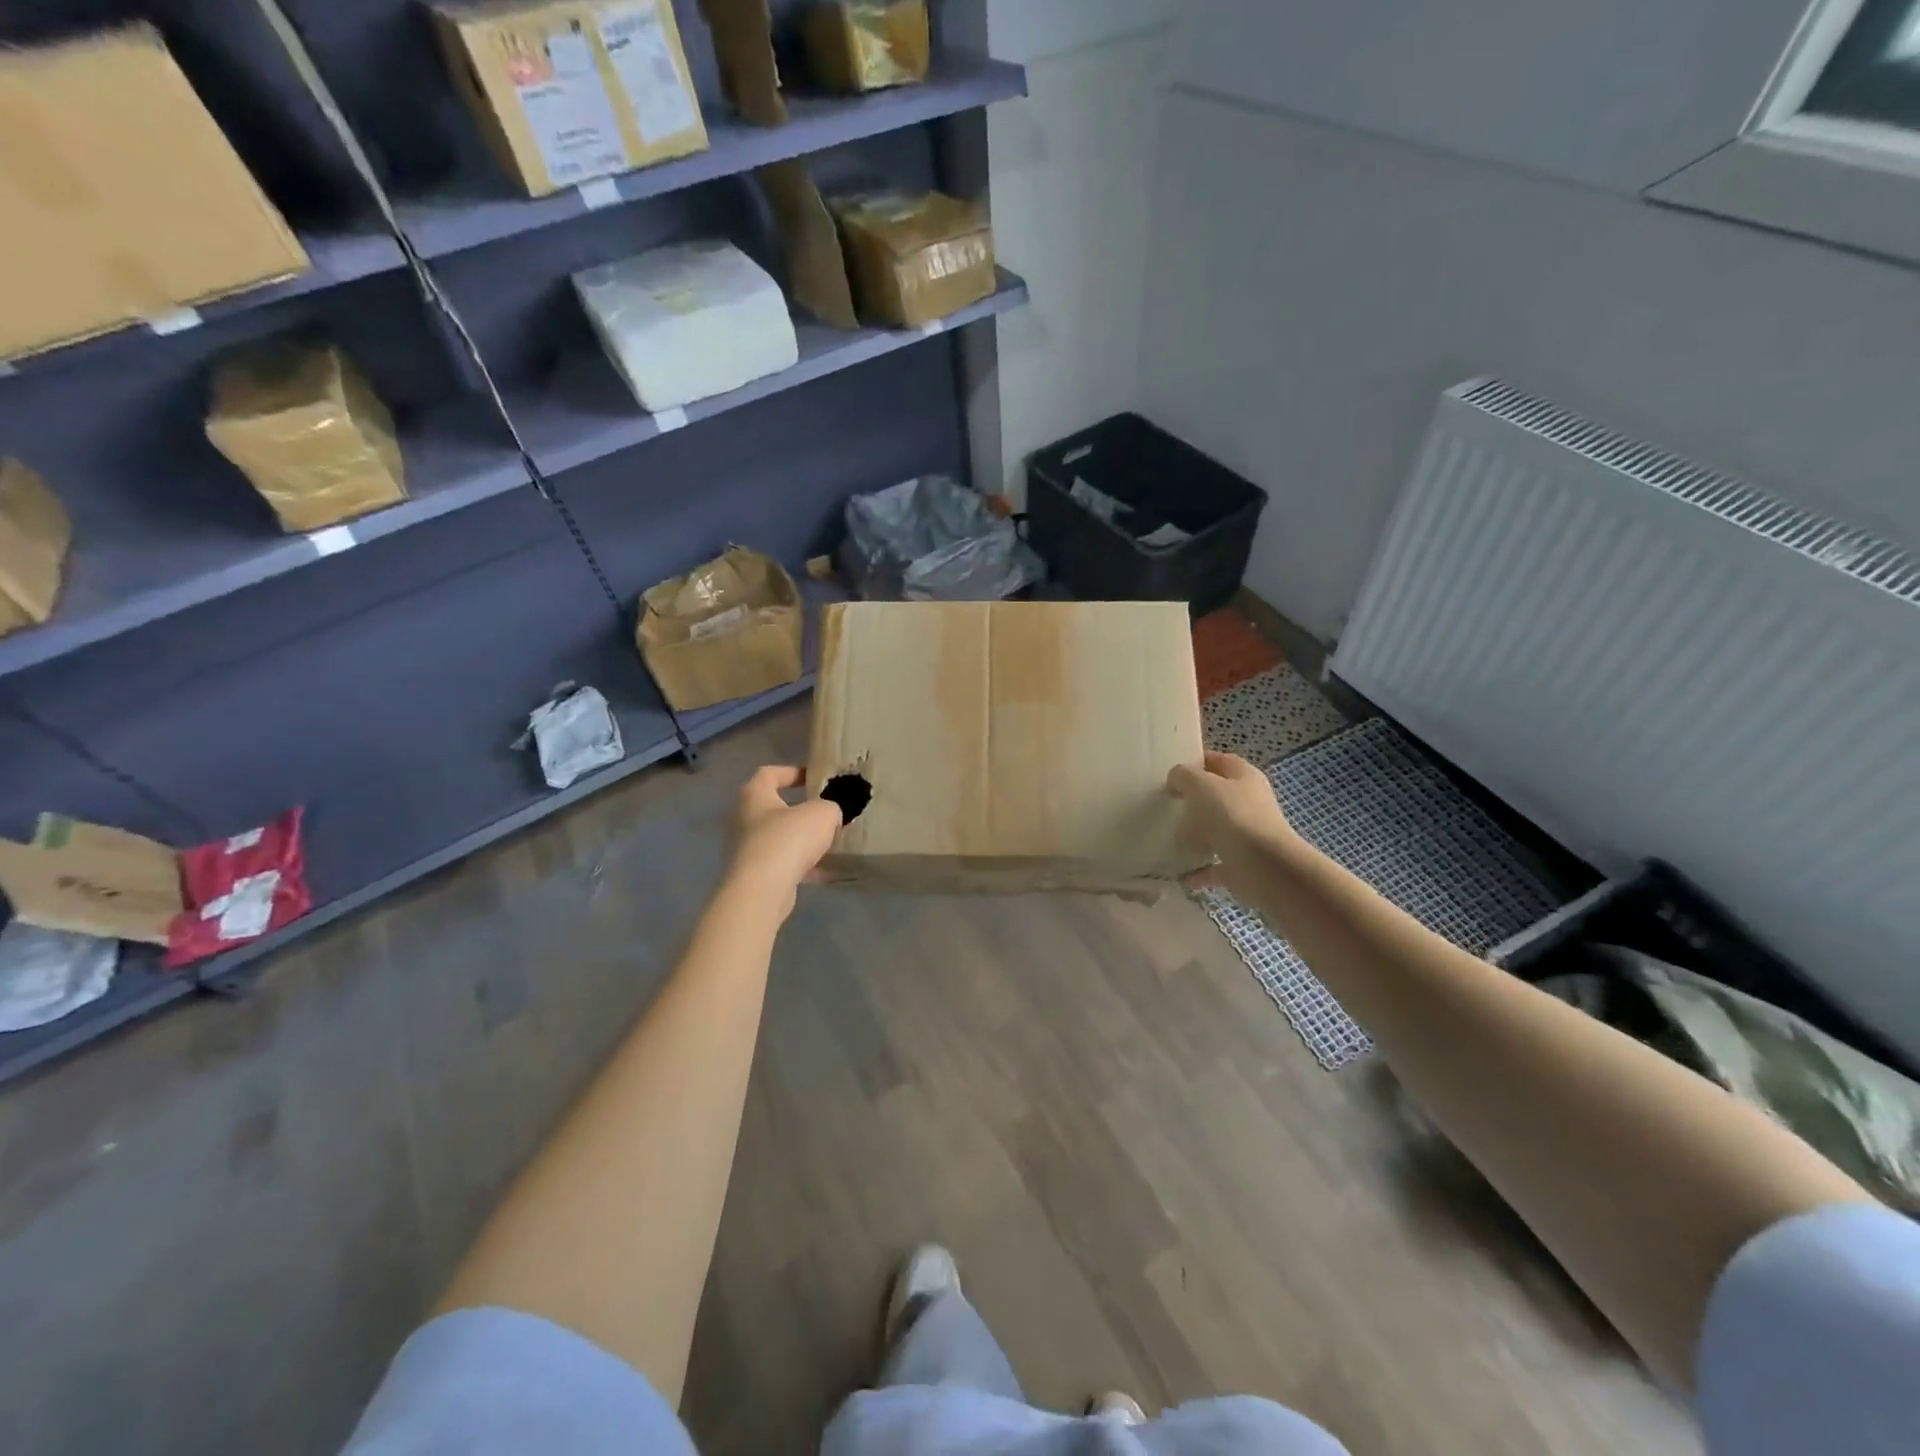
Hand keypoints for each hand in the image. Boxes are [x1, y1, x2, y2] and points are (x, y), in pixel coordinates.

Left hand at [726, 766, 843, 912]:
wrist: (762, 890)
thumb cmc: (788, 839)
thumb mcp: (822, 814)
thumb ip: (830, 807)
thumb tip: (829, 814)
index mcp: (754, 795)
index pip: (769, 773)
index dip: (792, 772)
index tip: (814, 778)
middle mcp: (744, 819)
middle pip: (773, 808)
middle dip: (799, 810)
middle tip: (824, 812)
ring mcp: (746, 849)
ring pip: (778, 838)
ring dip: (801, 840)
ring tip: (828, 843)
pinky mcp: (753, 875)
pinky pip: (782, 864)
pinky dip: (802, 866)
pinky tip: (825, 871)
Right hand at [1166, 752, 1298, 893]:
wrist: (1264, 867)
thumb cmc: (1232, 816)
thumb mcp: (1200, 784)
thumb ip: (1183, 776)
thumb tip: (1176, 781)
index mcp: (1244, 777)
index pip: (1219, 761)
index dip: (1196, 762)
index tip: (1170, 772)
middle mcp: (1249, 803)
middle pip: (1217, 797)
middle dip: (1192, 800)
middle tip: (1164, 803)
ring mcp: (1247, 835)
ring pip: (1216, 831)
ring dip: (1194, 835)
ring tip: (1166, 836)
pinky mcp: (1242, 865)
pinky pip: (1214, 865)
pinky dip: (1197, 870)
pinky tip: (1178, 873)